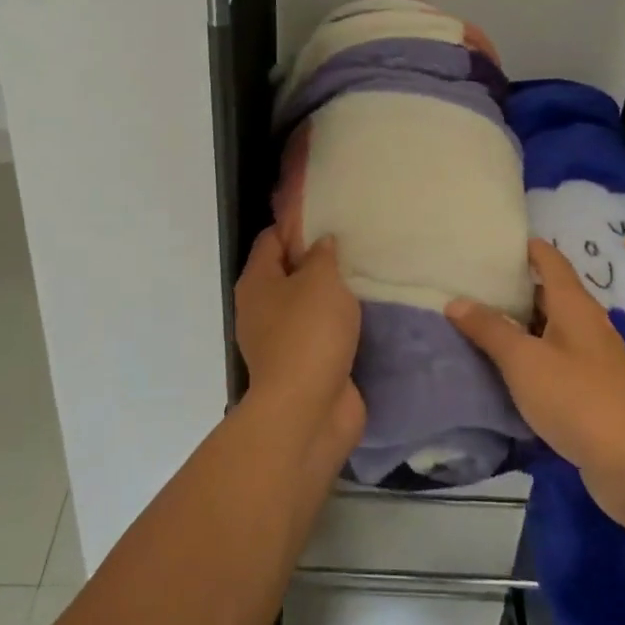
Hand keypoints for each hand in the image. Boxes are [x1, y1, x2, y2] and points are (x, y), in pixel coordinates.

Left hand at [234, 229, 364, 449]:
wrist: (309, 410)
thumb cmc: (309, 333)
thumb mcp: (320, 280)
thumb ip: (322, 255)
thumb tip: (321, 243)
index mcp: (257, 282)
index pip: (272, 239)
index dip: (296, 224)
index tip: (328, 213)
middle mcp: (261, 309)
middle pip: (288, 272)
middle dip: (318, 259)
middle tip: (354, 243)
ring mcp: (280, 341)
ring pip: (307, 305)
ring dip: (331, 295)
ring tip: (366, 274)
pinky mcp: (303, 366)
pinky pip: (322, 334)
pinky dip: (340, 325)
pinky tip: (367, 313)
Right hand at [447, 239, 624, 519]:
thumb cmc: (578, 400)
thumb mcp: (523, 361)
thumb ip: (489, 328)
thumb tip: (456, 301)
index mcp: (575, 305)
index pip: (549, 259)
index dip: (523, 247)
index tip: (488, 242)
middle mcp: (587, 324)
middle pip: (548, 293)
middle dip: (512, 288)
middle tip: (468, 285)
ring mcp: (594, 359)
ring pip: (550, 329)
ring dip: (518, 326)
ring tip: (476, 324)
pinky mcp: (594, 391)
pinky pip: (555, 360)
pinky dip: (530, 357)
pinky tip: (504, 370)